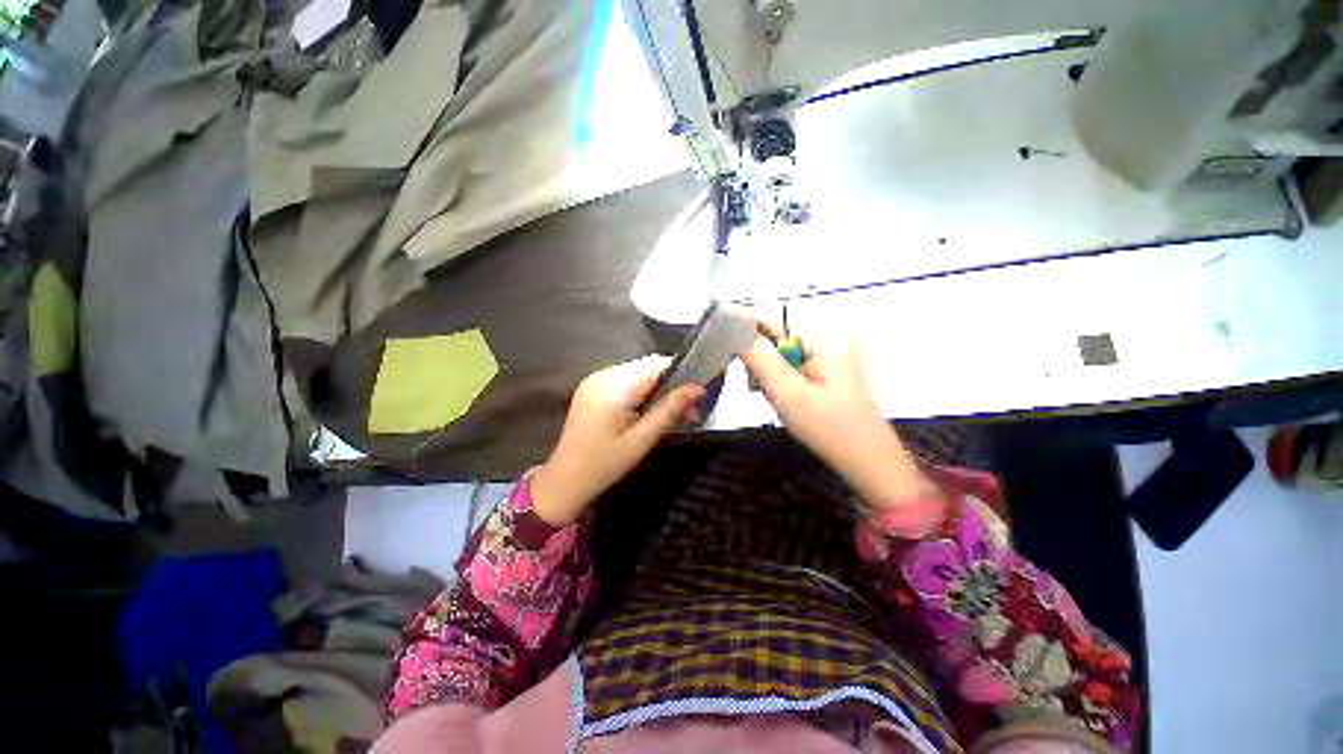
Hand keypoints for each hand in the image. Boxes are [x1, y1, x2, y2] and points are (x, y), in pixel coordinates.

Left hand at [531, 356, 704, 525]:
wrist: (565, 480)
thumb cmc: (605, 464)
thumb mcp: (642, 440)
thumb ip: (670, 410)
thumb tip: (698, 388)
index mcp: (614, 388)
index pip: (656, 364)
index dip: (682, 373)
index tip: (699, 395)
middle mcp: (603, 375)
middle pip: (648, 366)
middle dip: (672, 384)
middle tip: (689, 411)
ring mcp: (595, 379)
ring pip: (639, 372)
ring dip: (659, 388)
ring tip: (672, 413)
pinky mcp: (592, 386)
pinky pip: (626, 379)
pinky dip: (643, 390)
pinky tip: (650, 410)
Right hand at [739, 329, 935, 510]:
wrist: (867, 459)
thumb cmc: (828, 427)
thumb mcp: (787, 393)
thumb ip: (759, 358)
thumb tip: (734, 328)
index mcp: (823, 335)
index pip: (769, 322)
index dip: (750, 343)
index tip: (748, 372)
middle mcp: (830, 335)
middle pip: (776, 339)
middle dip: (765, 366)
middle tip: (772, 395)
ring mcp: (833, 351)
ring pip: (783, 355)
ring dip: (774, 377)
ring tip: (783, 402)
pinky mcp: (832, 366)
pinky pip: (795, 365)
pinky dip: (787, 382)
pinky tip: (794, 402)